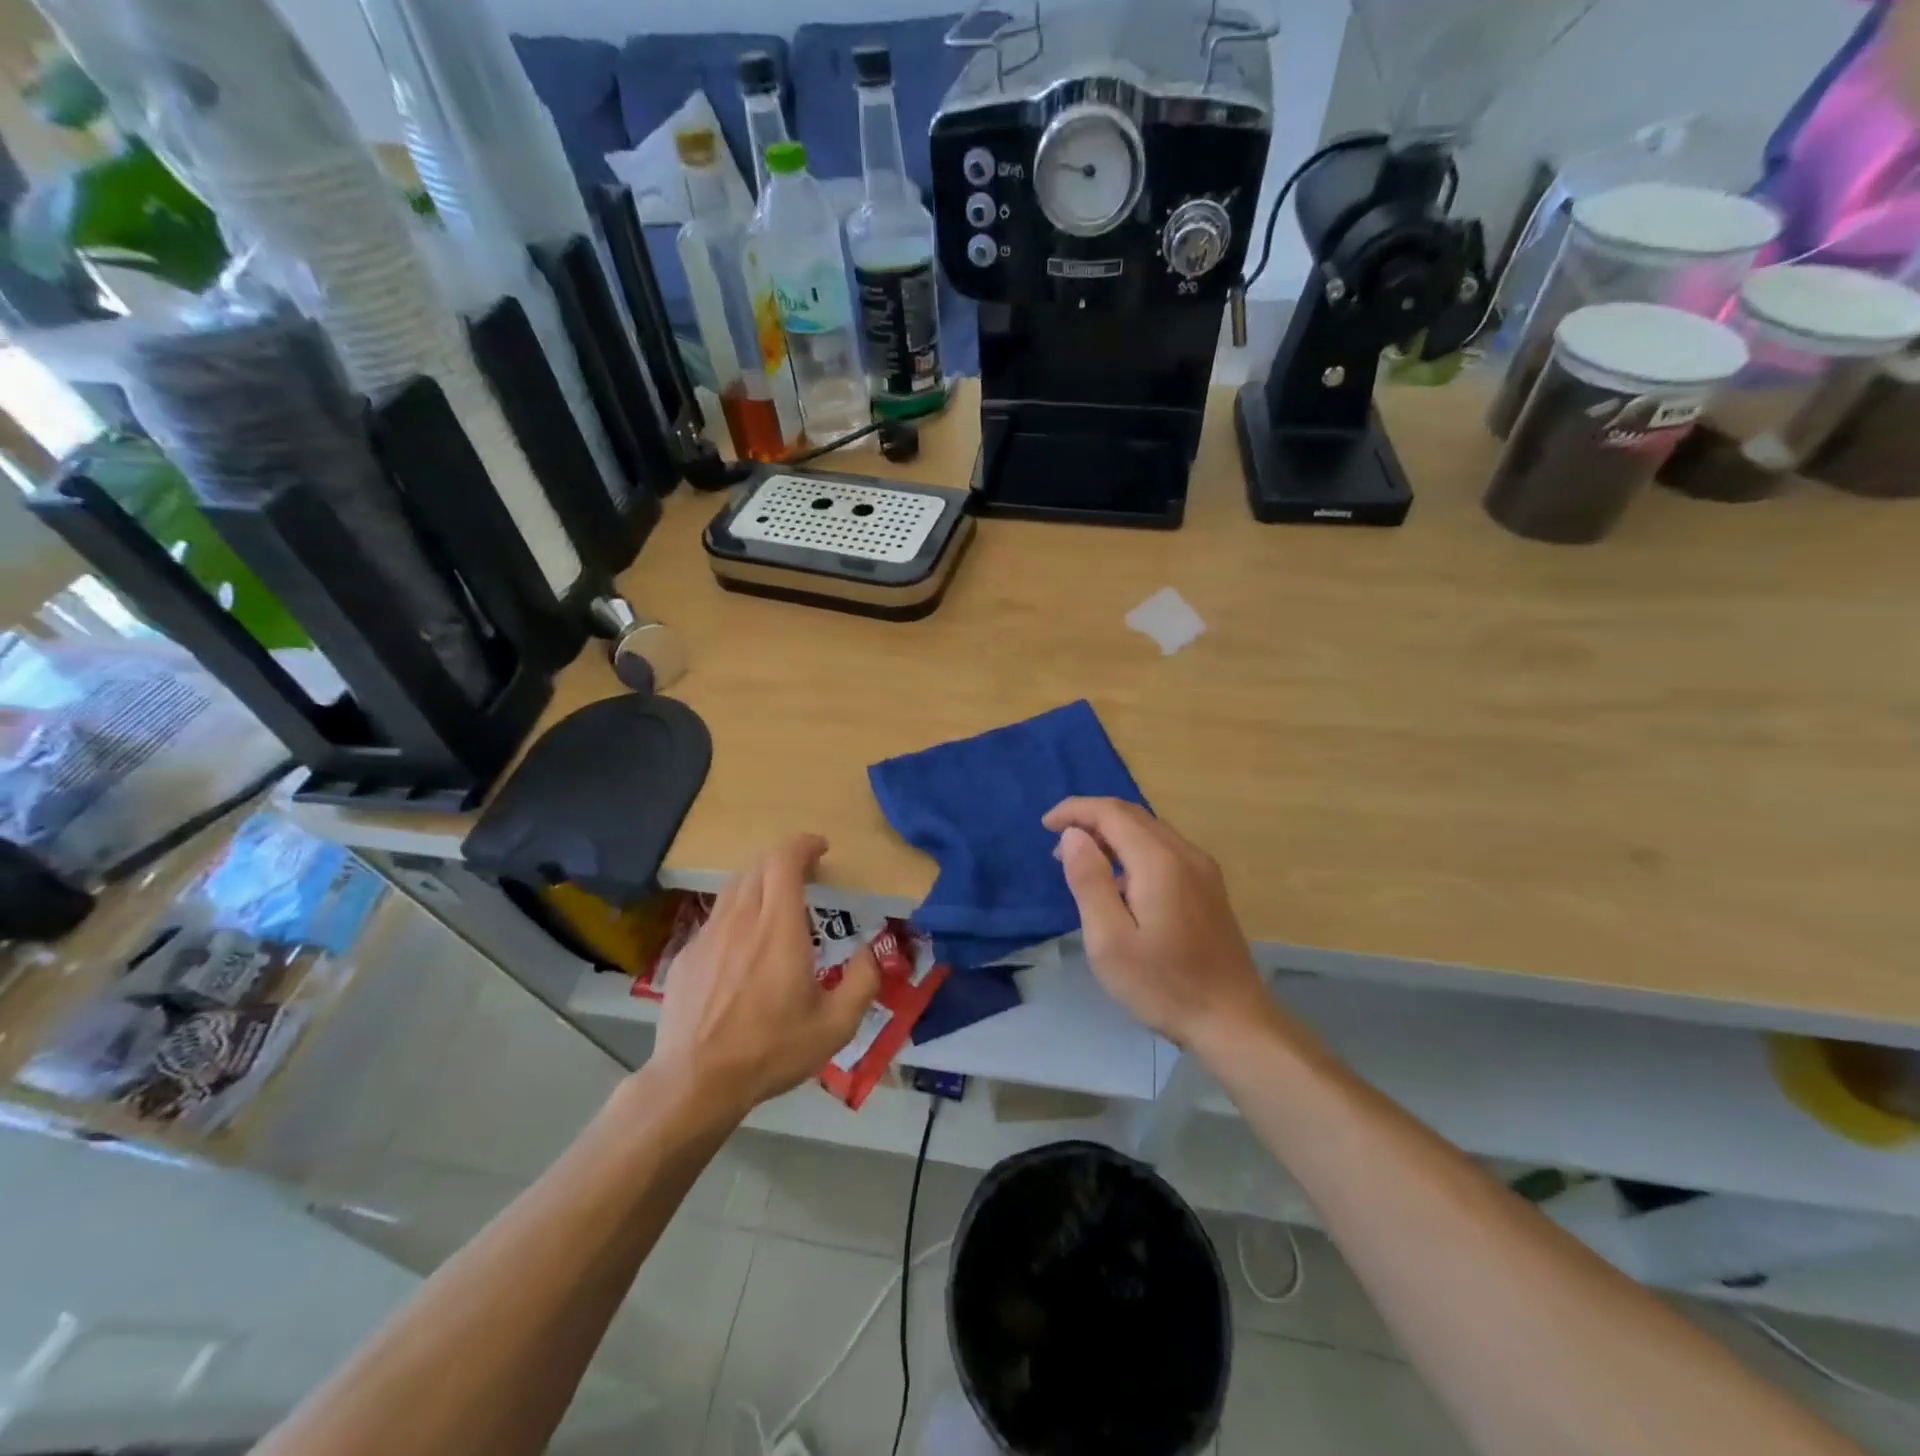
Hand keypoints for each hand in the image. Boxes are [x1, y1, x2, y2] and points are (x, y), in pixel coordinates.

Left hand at [653, 835, 880, 1121]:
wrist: (695, 1082)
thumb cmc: (771, 1050)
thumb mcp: (835, 1025)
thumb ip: (862, 982)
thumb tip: (871, 951)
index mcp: (779, 928)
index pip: (784, 860)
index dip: (803, 845)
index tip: (821, 849)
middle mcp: (741, 919)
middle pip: (758, 865)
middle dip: (785, 860)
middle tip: (806, 876)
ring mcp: (708, 935)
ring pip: (734, 888)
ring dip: (759, 883)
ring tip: (775, 905)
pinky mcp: (686, 955)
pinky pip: (715, 918)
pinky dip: (736, 914)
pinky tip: (742, 947)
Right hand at [1043, 798, 1269, 1050]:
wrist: (1233, 1021)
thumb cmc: (1164, 985)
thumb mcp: (1110, 941)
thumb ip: (1089, 881)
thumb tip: (1073, 835)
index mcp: (1159, 861)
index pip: (1111, 813)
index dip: (1075, 810)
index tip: (1045, 826)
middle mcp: (1185, 853)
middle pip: (1132, 815)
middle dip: (1090, 819)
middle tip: (1058, 845)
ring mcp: (1202, 869)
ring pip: (1150, 830)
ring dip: (1111, 834)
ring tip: (1081, 861)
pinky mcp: (1208, 887)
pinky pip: (1164, 849)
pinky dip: (1132, 849)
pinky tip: (1120, 882)